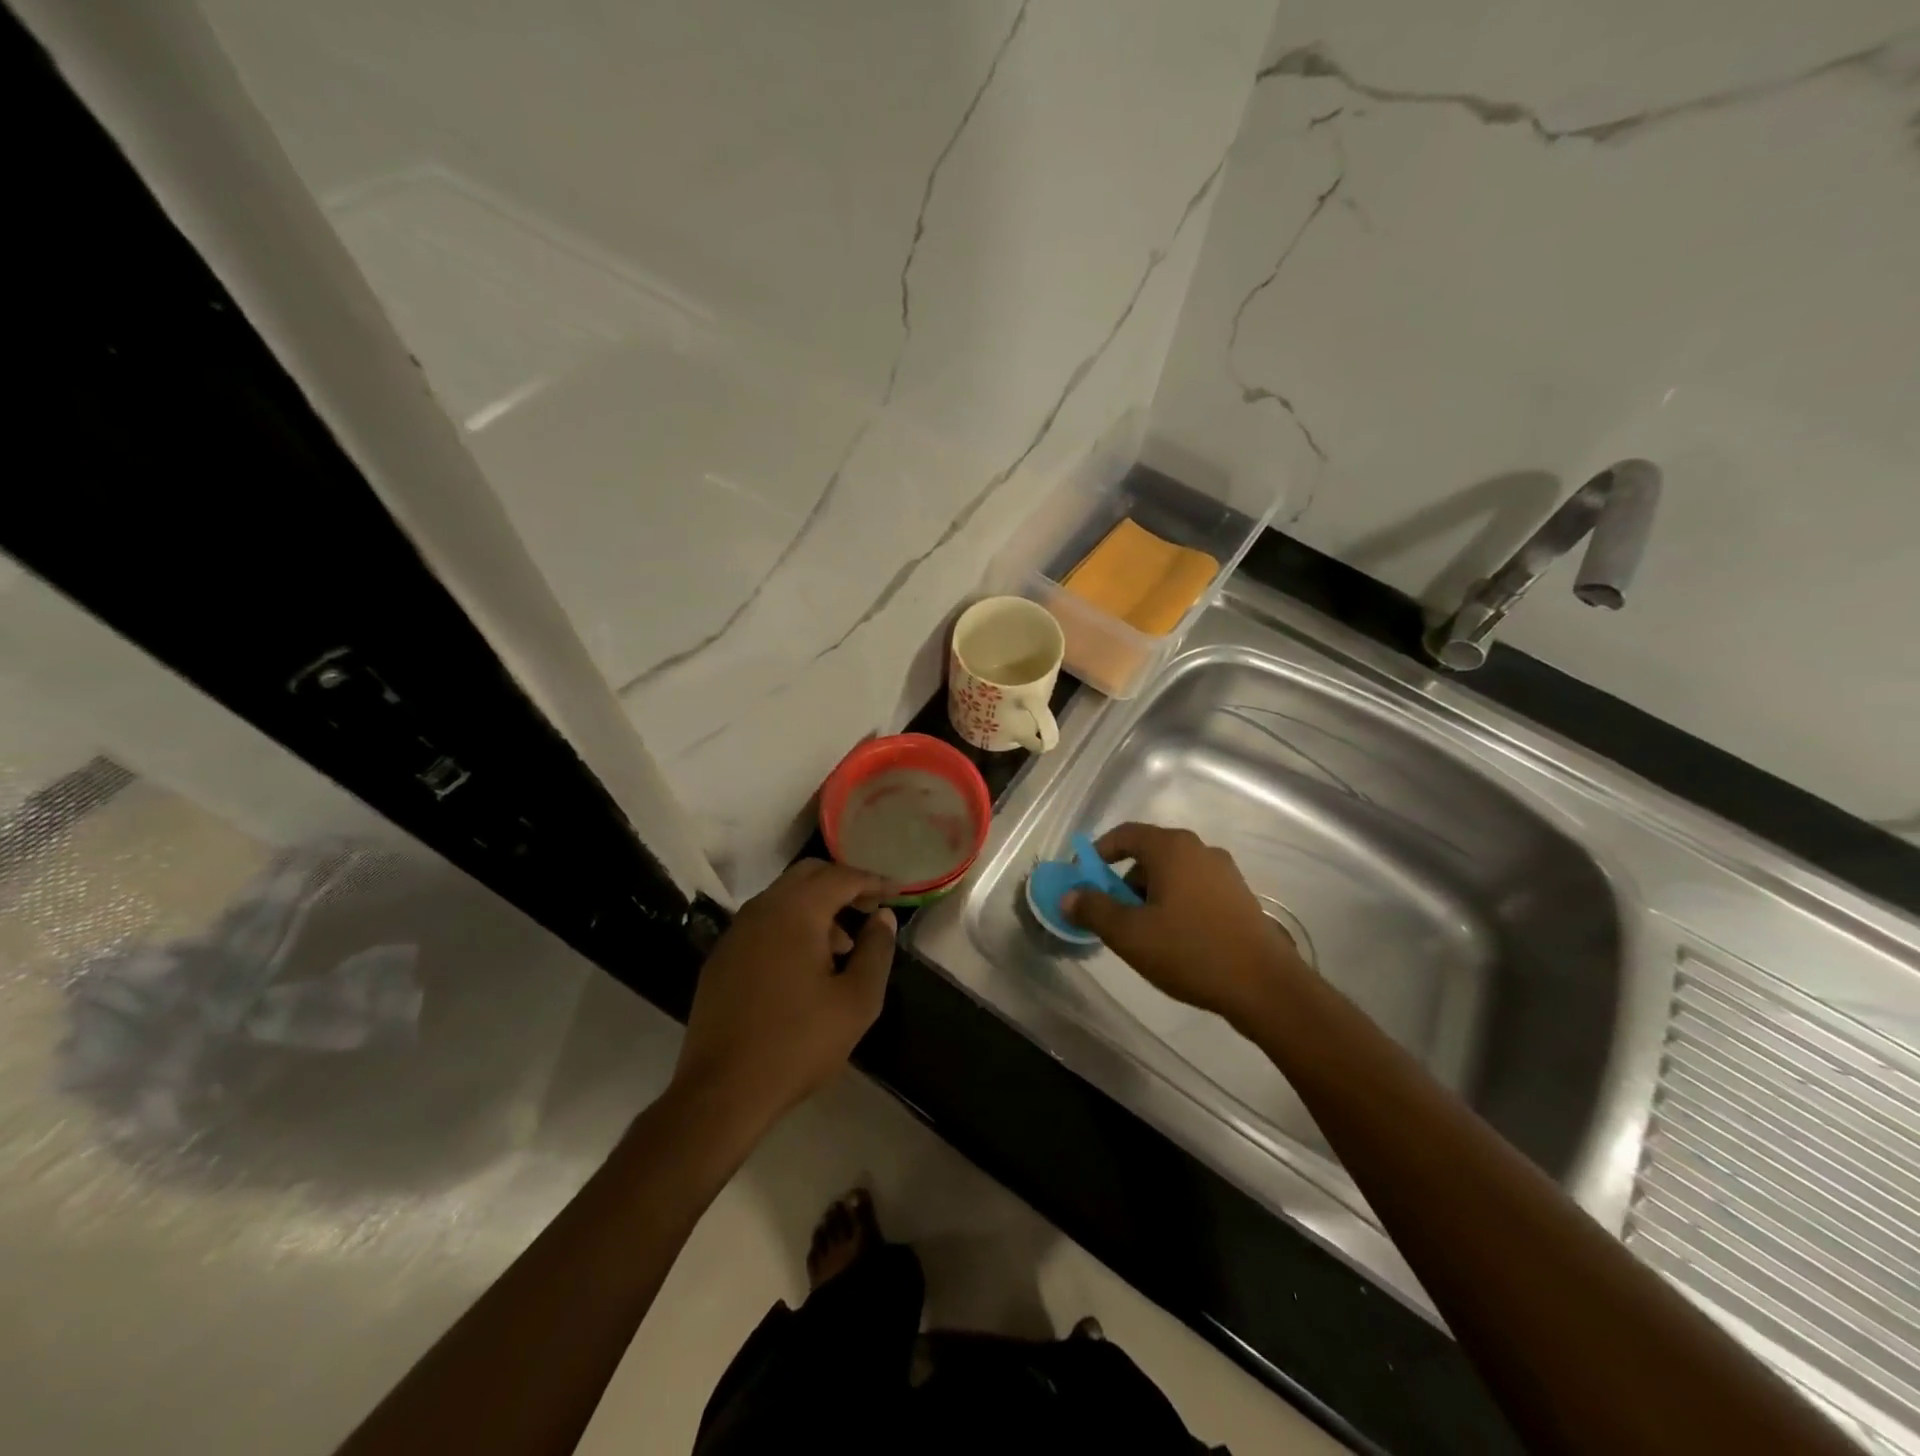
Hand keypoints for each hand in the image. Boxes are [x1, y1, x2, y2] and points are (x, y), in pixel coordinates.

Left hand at [672, 860, 895, 1134]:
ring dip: (817, 907)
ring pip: (784, 898)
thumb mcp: (856, 1001)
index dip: (873, 881)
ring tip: (843, 947)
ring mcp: (736, 933)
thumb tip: (883, 917)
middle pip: (808, 875)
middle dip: (843, 885)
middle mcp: (761, 910)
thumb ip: (876, 951)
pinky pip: (764, 923)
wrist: (721, 1092)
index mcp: (795, 912)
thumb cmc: (798, 1043)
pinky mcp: (722, 958)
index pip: (841, 877)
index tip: (898, 893)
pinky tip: (806, 966)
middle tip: (871, 909)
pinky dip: (792, 926)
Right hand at [1062, 822, 1305, 1027]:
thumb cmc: (1190, 951)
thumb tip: (1069, 895)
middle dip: (1122, 882)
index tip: (1082, 881)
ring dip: (1149, 897)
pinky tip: (1175, 941)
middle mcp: (1199, 850)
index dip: (1097, 854)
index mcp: (1172, 848)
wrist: (1265, 986)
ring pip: (1172, 875)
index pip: (1124, 834)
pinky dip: (1174, 905)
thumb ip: (1093, 909)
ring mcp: (1224, 873)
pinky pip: (1194, 890)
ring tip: (1143, 935)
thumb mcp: (1130, 934)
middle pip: (1148, 855)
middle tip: (1111, 916)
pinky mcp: (1239, 897)